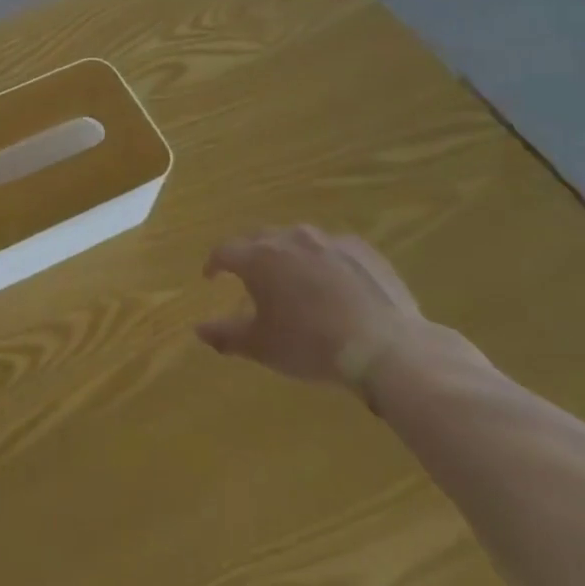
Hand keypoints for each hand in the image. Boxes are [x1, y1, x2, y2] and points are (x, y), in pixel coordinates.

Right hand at [197, 225, 429, 387]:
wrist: (386, 347)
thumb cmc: (311, 345)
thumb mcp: (262, 347)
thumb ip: (225, 335)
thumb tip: (198, 330)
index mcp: (258, 258)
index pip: (224, 251)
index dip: (213, 264)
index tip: (211, 277)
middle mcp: (289, 238)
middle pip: (259, 238)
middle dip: (249, 254)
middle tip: (249, 276)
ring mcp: (328, 240)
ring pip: (297, 239)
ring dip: (288, 254)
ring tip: (292, 278)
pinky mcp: (361, 249)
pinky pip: (332, 249)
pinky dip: (324, 261)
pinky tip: (333, 284)